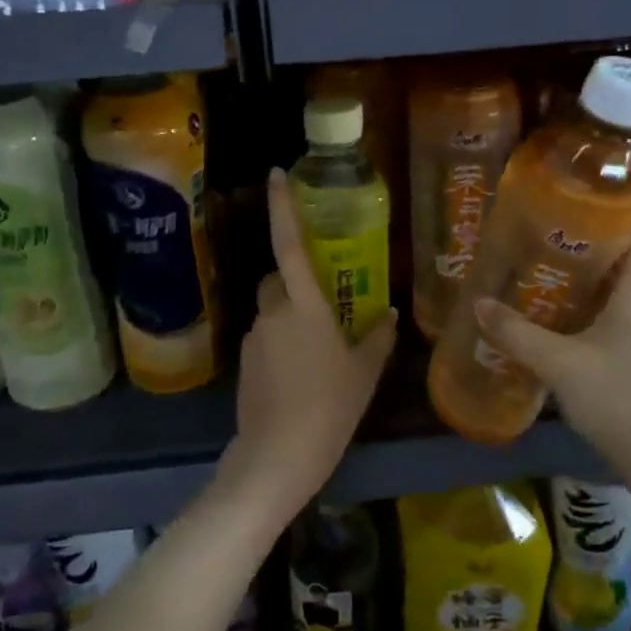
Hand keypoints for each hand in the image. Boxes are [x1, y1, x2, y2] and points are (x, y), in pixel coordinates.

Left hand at [217, 169, 396, 528]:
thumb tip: (386, 314)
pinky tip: (299, 376)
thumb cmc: (330, 408)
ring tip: (317, 354)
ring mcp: (255, 338)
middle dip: (294, 282)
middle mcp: (273, 313)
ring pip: (271, 311)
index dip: (282, 208)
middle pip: (278, 280)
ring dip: (289, 317)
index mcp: (305, 306)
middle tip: (324, 307)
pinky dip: (280, 343)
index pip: (289, 245)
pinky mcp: (244, 363)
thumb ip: (376, 338)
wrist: (277, 457)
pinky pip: (265, 338)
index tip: (275, 174)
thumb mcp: (364, 373)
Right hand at [472, 234, 630, 481]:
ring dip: (586, 285)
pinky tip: (564, 326)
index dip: (597, 214)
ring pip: (623, 290)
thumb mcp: (560, 365)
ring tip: (540, 280)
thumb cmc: (623, 401)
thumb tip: (478, 304)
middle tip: (534, 246)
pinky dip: (597, 312)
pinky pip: (627, 316)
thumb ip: (516, 333)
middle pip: (622, 258)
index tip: (555, 213)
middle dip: (580, 251)